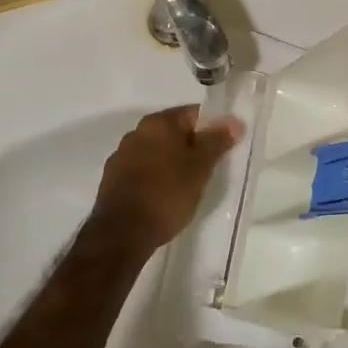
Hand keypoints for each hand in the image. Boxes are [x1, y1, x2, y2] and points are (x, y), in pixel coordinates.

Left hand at [89, 106, 243, 255]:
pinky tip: (165, 196)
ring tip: (188, 185)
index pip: (194, 114)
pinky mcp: (112, 179)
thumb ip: (217, 141)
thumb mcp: (200, 167)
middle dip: (193, 146)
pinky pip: (143, 170)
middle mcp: (136, 132)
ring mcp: (121, 156)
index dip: (213, 128)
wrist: (122, 233)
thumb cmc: (167, 194)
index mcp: (158, 123)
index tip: (224, 148)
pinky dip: (157, 177)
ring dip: (173, 162)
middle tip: (209, 168)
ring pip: (158, 152)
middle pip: (174, 132)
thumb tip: (234, 121)